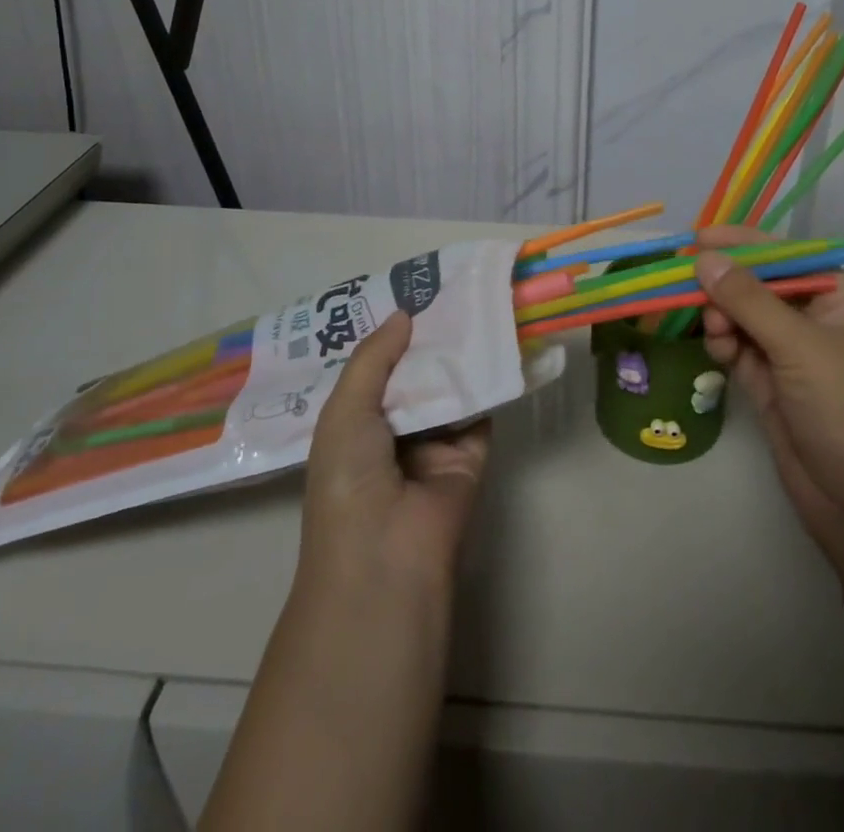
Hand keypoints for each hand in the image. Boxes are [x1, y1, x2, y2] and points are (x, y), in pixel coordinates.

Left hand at [299, 311, 490, 597]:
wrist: (388, 554)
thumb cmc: (349, 478)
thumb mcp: (345, 410)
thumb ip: (374, 358)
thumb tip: (404, 313)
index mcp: (354, 423)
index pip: (374, 370)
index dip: (389, 335)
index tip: (410, 292)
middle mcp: (393, 430)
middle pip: (415, 374)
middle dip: (428, 338)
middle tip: (450, 288)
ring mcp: (434, 442)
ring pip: (449, 387)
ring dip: (459, 354)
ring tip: (477, 302)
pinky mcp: (471, 453)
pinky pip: (481, 409)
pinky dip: (489, 380)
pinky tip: (498, 339)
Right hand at [694, 226, 843, 582]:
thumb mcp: (801, 347)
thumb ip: (749, 300)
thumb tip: (705, 258)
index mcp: (842, 301)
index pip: (787, 257)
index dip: (744, 244)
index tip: (698, 237)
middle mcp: (818, 322)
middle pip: (761, 287)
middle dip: (727, 285)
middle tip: (687, 284)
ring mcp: (795, 357)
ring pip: (745, 319)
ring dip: (723, 317)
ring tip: (714, 329)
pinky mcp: (774, 388)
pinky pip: (741, 351)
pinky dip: (725, 345)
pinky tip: (717, 349)